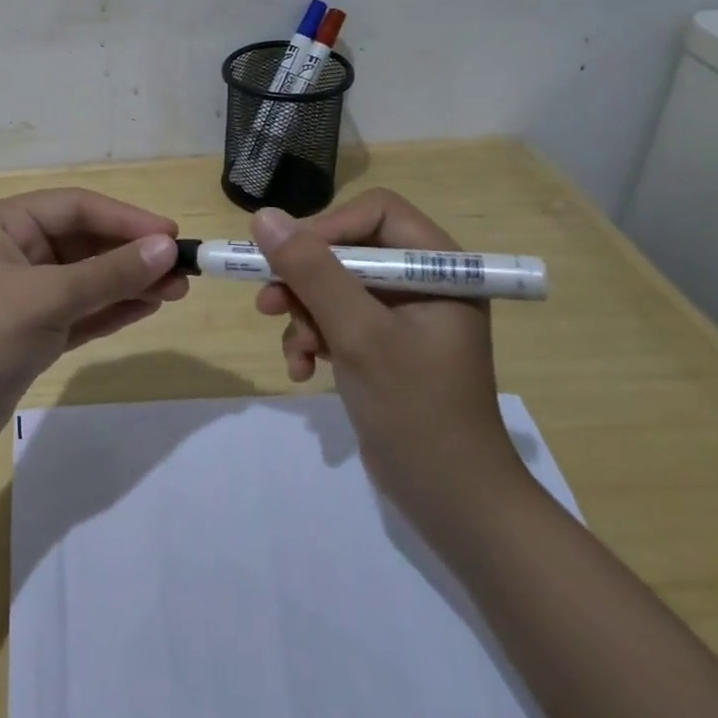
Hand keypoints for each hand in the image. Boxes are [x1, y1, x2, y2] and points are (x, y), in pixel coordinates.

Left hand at [0, 188, 187, 450]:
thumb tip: (166, 248)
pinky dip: (112, 308)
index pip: (76, 207)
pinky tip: (148, 307)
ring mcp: (25, 292)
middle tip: (182, 270)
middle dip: (132, 254)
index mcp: (6, 224)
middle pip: (85, 241)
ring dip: (129, 282)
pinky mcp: (34, 329)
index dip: (126, 218)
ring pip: (88, 277)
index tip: (171, 235)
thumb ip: (109, 273)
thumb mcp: (48, 298)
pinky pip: (82, 309)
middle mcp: (16, 250)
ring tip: (177, 291)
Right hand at [251, 190, 522, 513]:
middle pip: (348, 249)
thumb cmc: (417, 410)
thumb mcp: (359, 334)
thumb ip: (312, 272)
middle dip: (306, 280)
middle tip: (269, 304)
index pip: (375, 213)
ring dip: (304, 315)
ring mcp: (403, 315)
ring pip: (334, 285)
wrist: (453, 504)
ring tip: (296, 351)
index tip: (288, 259)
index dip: (327, 228)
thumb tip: (264, 217)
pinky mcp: (384, 345)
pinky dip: (313, 339)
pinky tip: (303, 369)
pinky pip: (336, 320)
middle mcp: (423, 282)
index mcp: (439, 267)